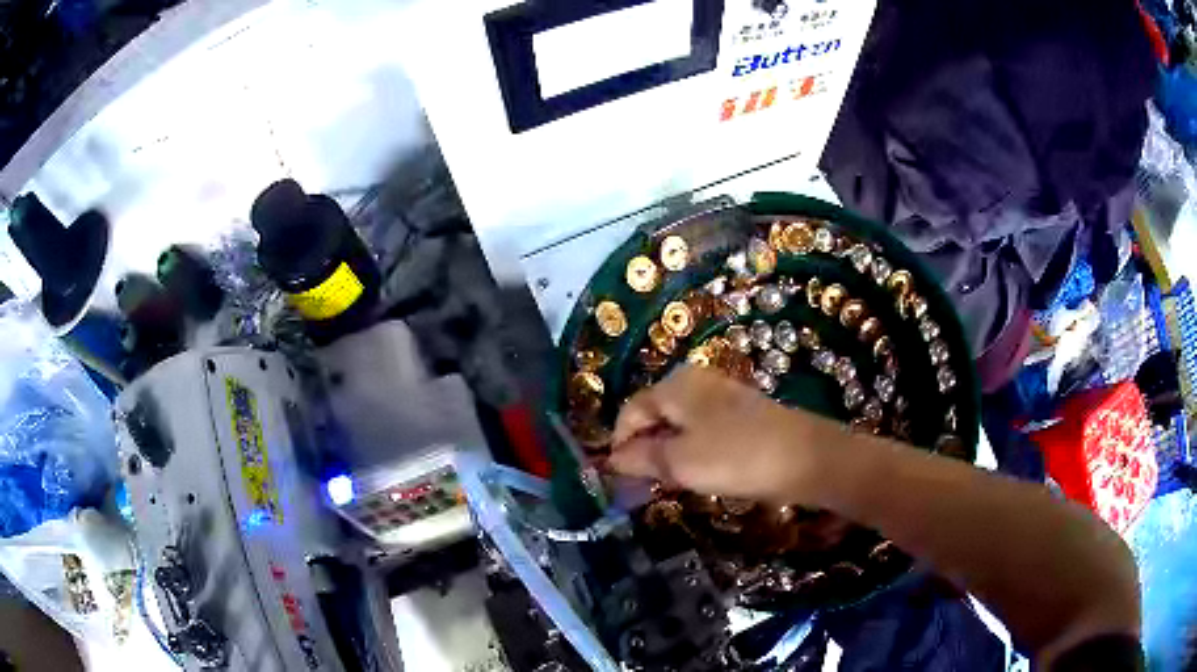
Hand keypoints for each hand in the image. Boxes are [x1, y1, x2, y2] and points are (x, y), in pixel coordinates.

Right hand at [609, 365, 827, 503]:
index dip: (619, 444)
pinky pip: (703, 428)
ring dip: (669, 452)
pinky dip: (694, 449)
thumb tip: (611, 460)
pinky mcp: (742, 411)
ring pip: (679, 424)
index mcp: (675, 386)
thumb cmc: (736, 457)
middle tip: (647, 483)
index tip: (620, 478)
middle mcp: (695, 381)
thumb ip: (641, 458)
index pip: (630, 411)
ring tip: (674, 482)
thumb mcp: (680, 462)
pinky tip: (704, 471)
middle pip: (654, 414)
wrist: (806, 457)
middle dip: (645, 449)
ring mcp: (722, 395)